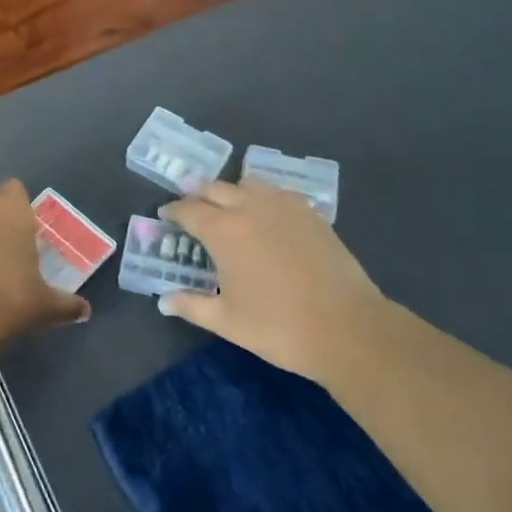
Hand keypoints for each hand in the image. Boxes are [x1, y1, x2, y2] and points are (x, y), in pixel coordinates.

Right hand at [161, 179, 388, 377]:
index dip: (173, 211)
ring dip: (231, 191)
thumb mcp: (227, 321)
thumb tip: (164, 301)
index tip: (165, 216)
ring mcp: (283, 207)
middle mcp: (249, 208)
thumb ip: (192, 306)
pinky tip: (266, 215)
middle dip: (197, 195)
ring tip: (227, 207)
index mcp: (223, 231)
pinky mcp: (310, 214)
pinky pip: (278, 193)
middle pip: (214, 189)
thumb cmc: (278, 327)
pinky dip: (263, 197)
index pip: (188, 210)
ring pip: (248, 183)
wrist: (347, 329)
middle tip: (191, 208)